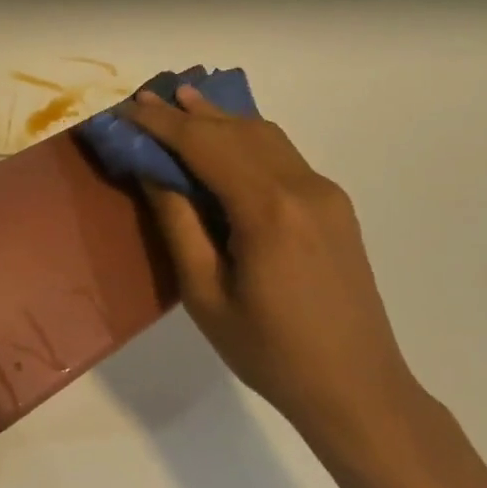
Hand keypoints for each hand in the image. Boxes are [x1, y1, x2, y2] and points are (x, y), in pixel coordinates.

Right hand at [125, 87, 416, 436]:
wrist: (357, 388)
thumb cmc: (270, 352)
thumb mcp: (205, 295)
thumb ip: (179, 224)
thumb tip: (154, 171)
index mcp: (268, 210)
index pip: (205, 145)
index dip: (163, 125)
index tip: (129, 110)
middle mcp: (302, 187)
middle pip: (237, 131)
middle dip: (189, 113)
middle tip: (149, 99)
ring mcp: (325, 193)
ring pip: (266, 136)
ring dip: (222, 119)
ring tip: (184, 102)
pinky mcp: (335, 206)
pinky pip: (284, 156)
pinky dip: (248, 140)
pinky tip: (228, 139)